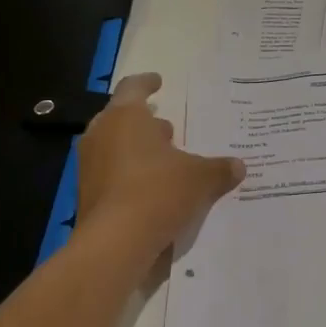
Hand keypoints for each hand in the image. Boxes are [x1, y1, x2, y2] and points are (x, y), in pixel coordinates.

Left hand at [77, 72, 244, 257]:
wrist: (114, 244)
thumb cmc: (157, 192)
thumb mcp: (200, 178)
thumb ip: (218, 168)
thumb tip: (238, 165)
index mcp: (125, 117)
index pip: (134, 87)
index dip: (148, 83)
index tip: (158, 81)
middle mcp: (102, 134)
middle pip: (122, 118)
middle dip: (145, 123)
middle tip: (169, 130)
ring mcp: (90, 165)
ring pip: (115, 146)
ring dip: (138, 150)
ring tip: (166, 161)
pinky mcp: (87, 194)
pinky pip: (112, 174)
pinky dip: (130, 175)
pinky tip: (153, 189)